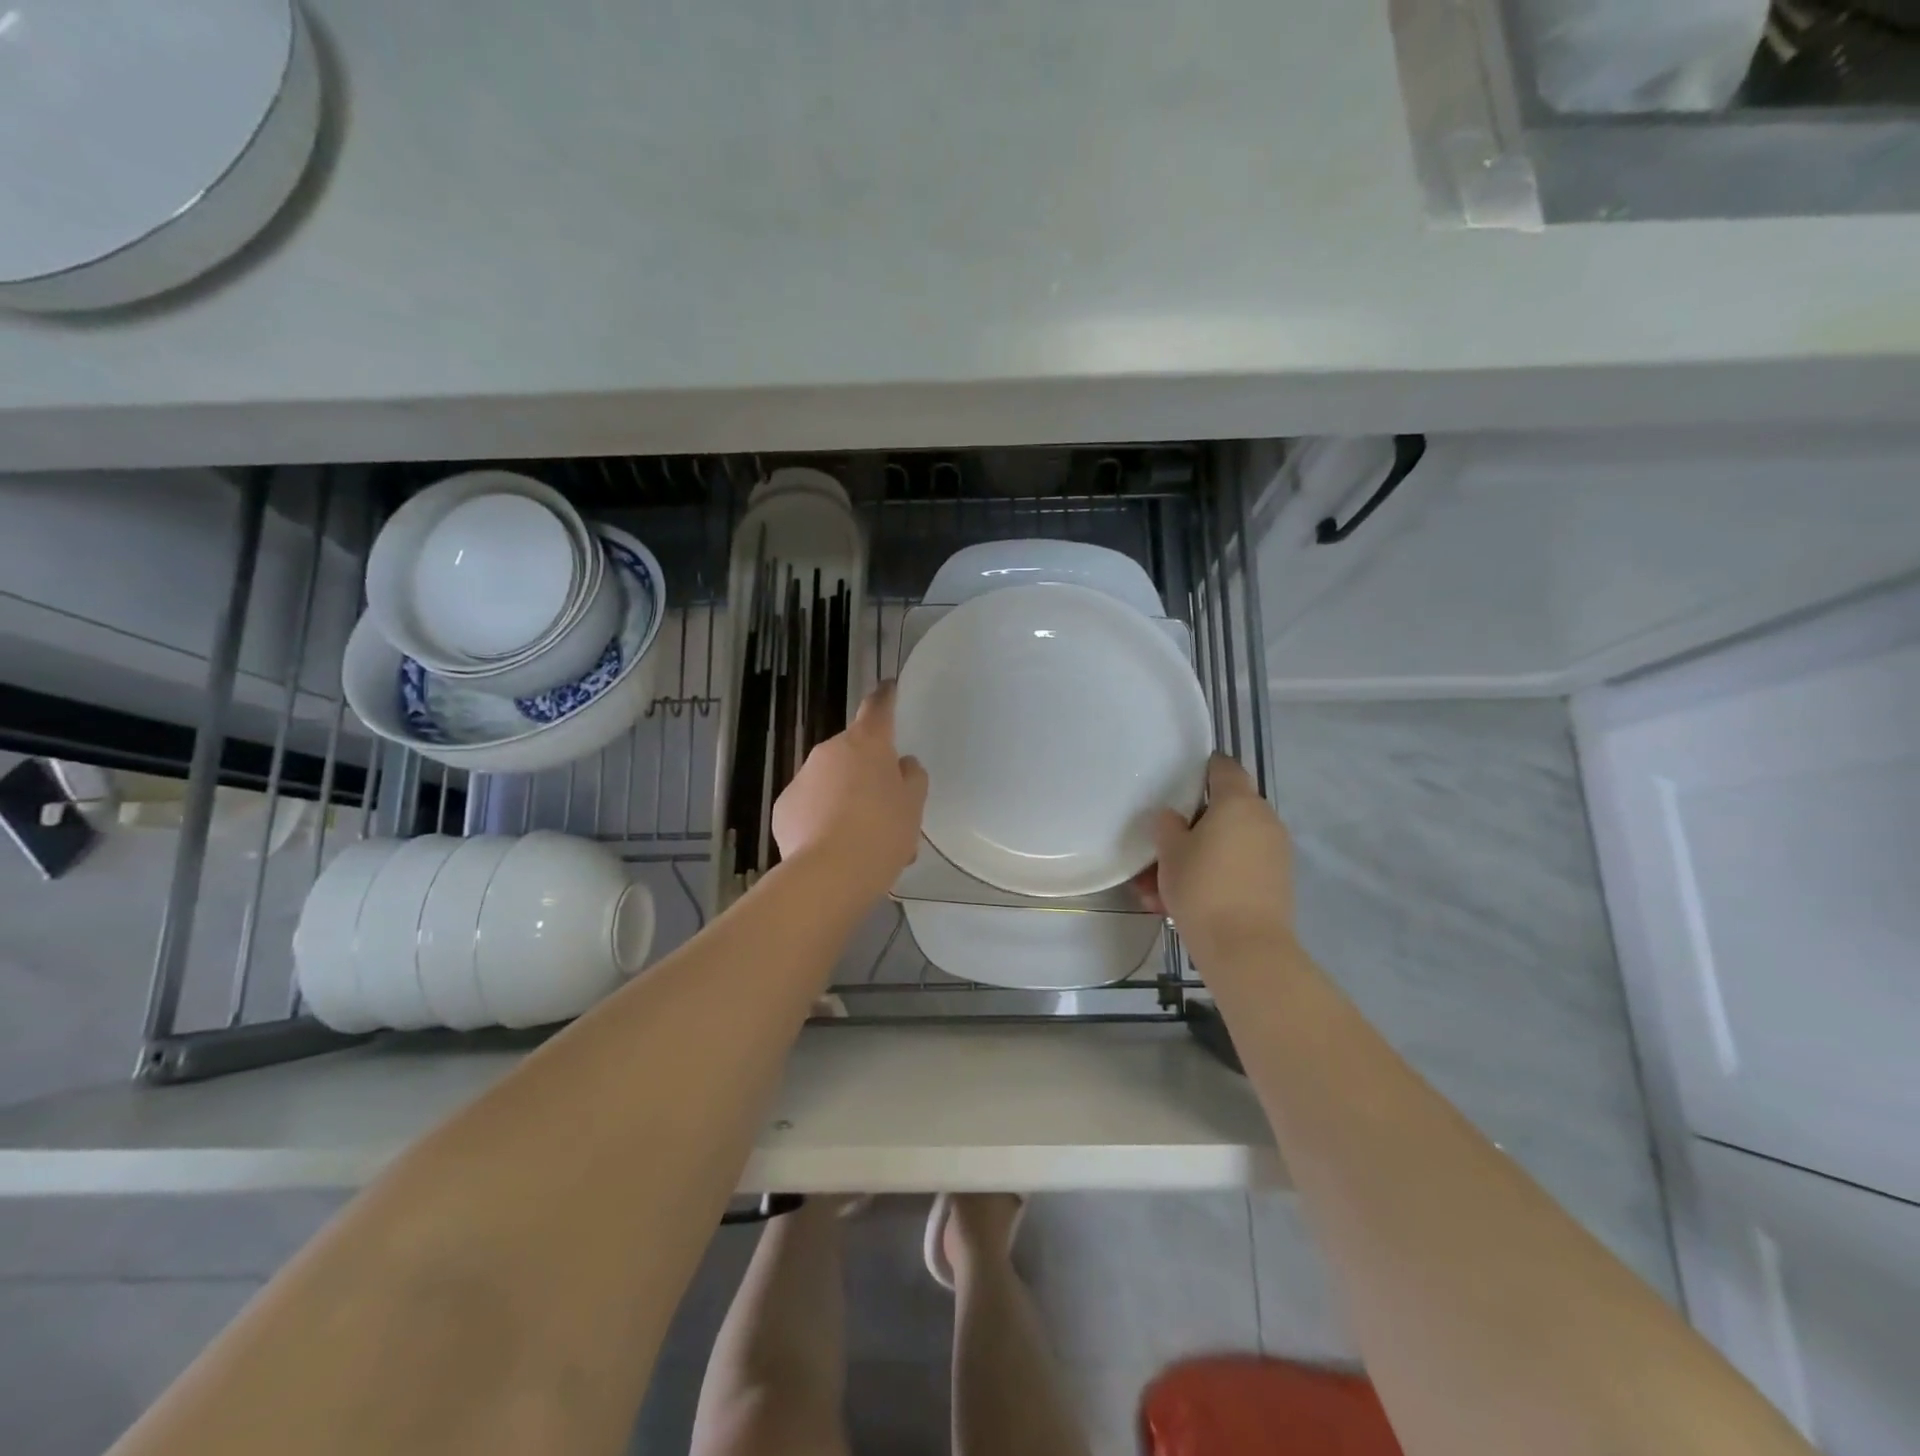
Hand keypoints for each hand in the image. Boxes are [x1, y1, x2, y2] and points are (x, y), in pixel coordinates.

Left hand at [773, 682, 928, 894]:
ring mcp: (802, 778)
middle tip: (885, 807)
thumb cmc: (882, 832)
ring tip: (861, 839)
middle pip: (853, 752)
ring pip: (830, 781)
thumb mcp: (913, 805)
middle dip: (867, 772)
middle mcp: (830, 751)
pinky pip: (809, 806)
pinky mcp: (783, 808)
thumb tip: (902, 764)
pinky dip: (821, 819)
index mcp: (867, 744)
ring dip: (845, 798)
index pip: (878, 708)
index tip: (888, 687)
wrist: (830, 873)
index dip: (885, 697)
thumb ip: (911, 778)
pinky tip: (833, 848)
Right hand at [1134, 754, 1293, 959]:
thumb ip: (1167, 826)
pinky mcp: (1275, 883)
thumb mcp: (1169, 852)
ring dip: (1195, 859)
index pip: (1223, 767)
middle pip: (1223, 811)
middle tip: (1159, 849)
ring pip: (1226, 845)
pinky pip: (1236, 869)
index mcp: (1238, 802)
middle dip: (1189, 828)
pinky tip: (1175, 905)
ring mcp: (1274, 853)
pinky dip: (1211, 877)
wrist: (1245, 948)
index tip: (1178, 781)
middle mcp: (1263, 820)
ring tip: (1156, 891)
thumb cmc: (1202, 887)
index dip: (1201, 769)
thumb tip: (1173, 818)